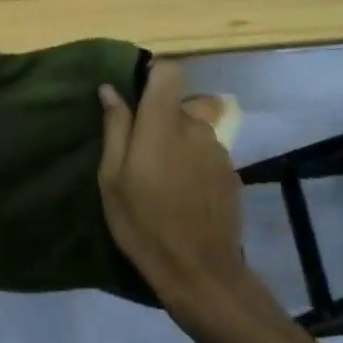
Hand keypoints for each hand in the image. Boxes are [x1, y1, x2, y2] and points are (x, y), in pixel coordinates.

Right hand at [98, 61, 285, 339]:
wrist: (200, 271)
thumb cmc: (144, 225)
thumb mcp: (113, 180)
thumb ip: (115, 129)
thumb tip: (110, 90)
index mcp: (163, 124)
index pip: (169, 71)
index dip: (153, 76)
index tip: (136, 97)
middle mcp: (196, 127)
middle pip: (180, 102)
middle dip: (161, 117)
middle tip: (141, 153)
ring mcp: (219, 149)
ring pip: (196, 127)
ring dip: (180, 140)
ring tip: (163, 177)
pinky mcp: (232, 171)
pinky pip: (208, 151)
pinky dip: (195, 161)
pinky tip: (184, 193)